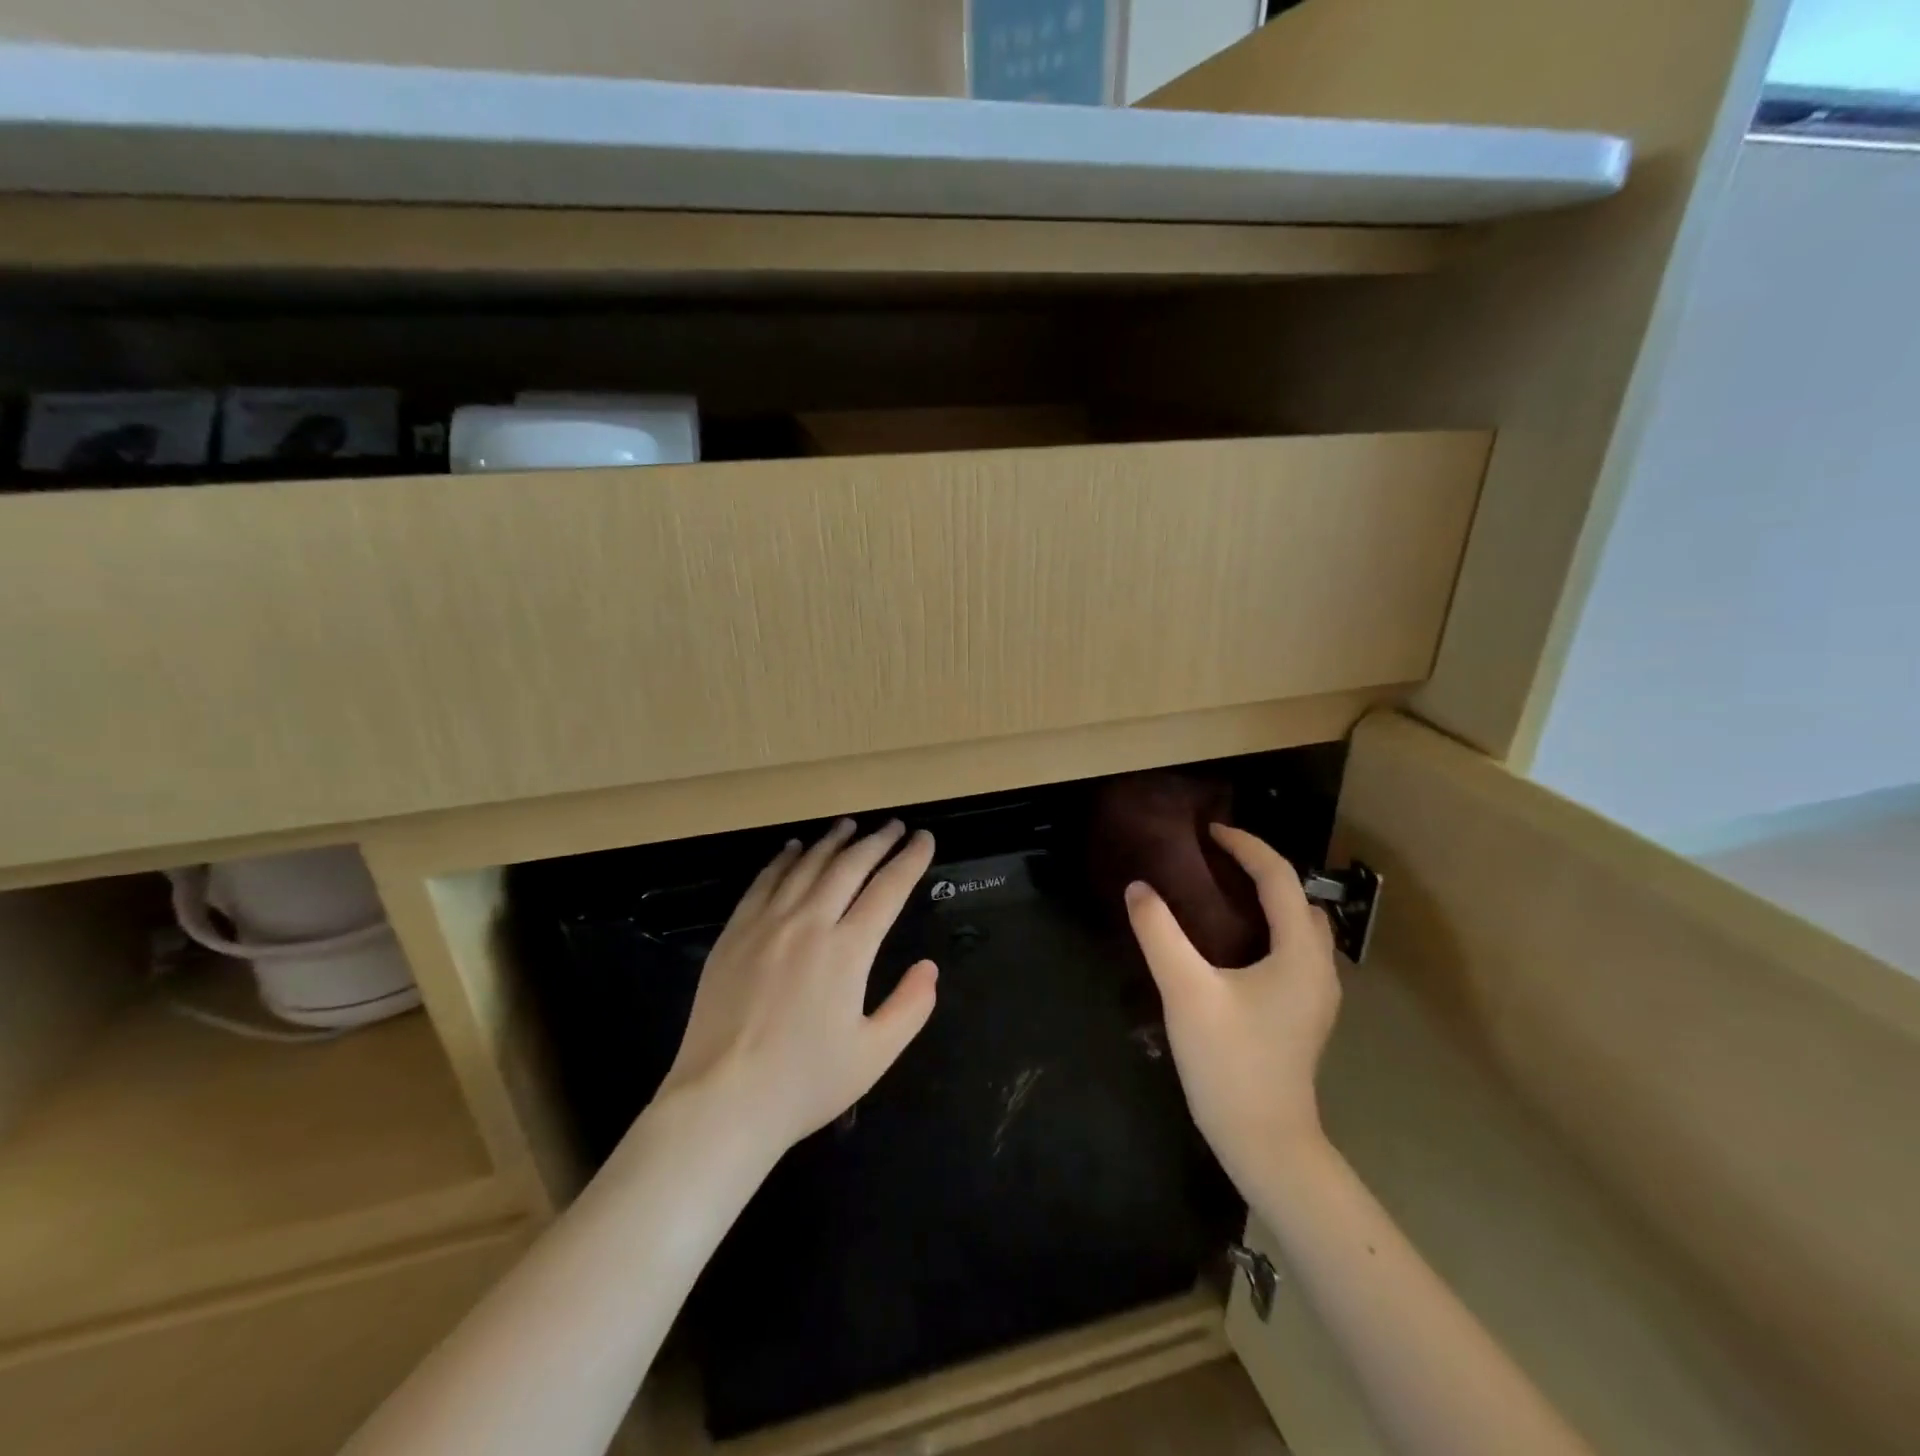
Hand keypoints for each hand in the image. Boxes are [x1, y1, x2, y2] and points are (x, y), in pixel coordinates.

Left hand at [657, 818, 938, 1160]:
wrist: (721, 1101)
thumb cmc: (804, 1083)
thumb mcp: (874, 1055)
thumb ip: (911, 1007)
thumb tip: (929, 967)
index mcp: (847, 951)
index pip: (888, 889)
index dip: (910, 860)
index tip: (925, 838)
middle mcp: (808, 924)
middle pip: (849, 866)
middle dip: (877, 841)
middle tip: (894, 825)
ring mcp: (766, 925)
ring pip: (806, 866)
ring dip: (833, 841)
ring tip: (850, 825)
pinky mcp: (734, 934)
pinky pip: (764, 882)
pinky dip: (784, 859)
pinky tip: (794, 849)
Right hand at [1125, 824, 1338, 1187]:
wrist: (1264, 1142)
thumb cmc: (1229, 1063)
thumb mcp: (1186, 991)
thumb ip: (1159, 933)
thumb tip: (1139, 888)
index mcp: (1299, 953)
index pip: (1280, 878)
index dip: (1246, 846)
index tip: (1209, 833)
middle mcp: (1318, 966)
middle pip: (1298, 898)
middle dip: (1261, 869)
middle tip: (1213, 861)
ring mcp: (1315, 993)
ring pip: (1299, 926)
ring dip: (1267, 899)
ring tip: (1220, 893)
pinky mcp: (1303, 1013)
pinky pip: (1292, 949)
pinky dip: (1267, 927)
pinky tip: (1232, 942)